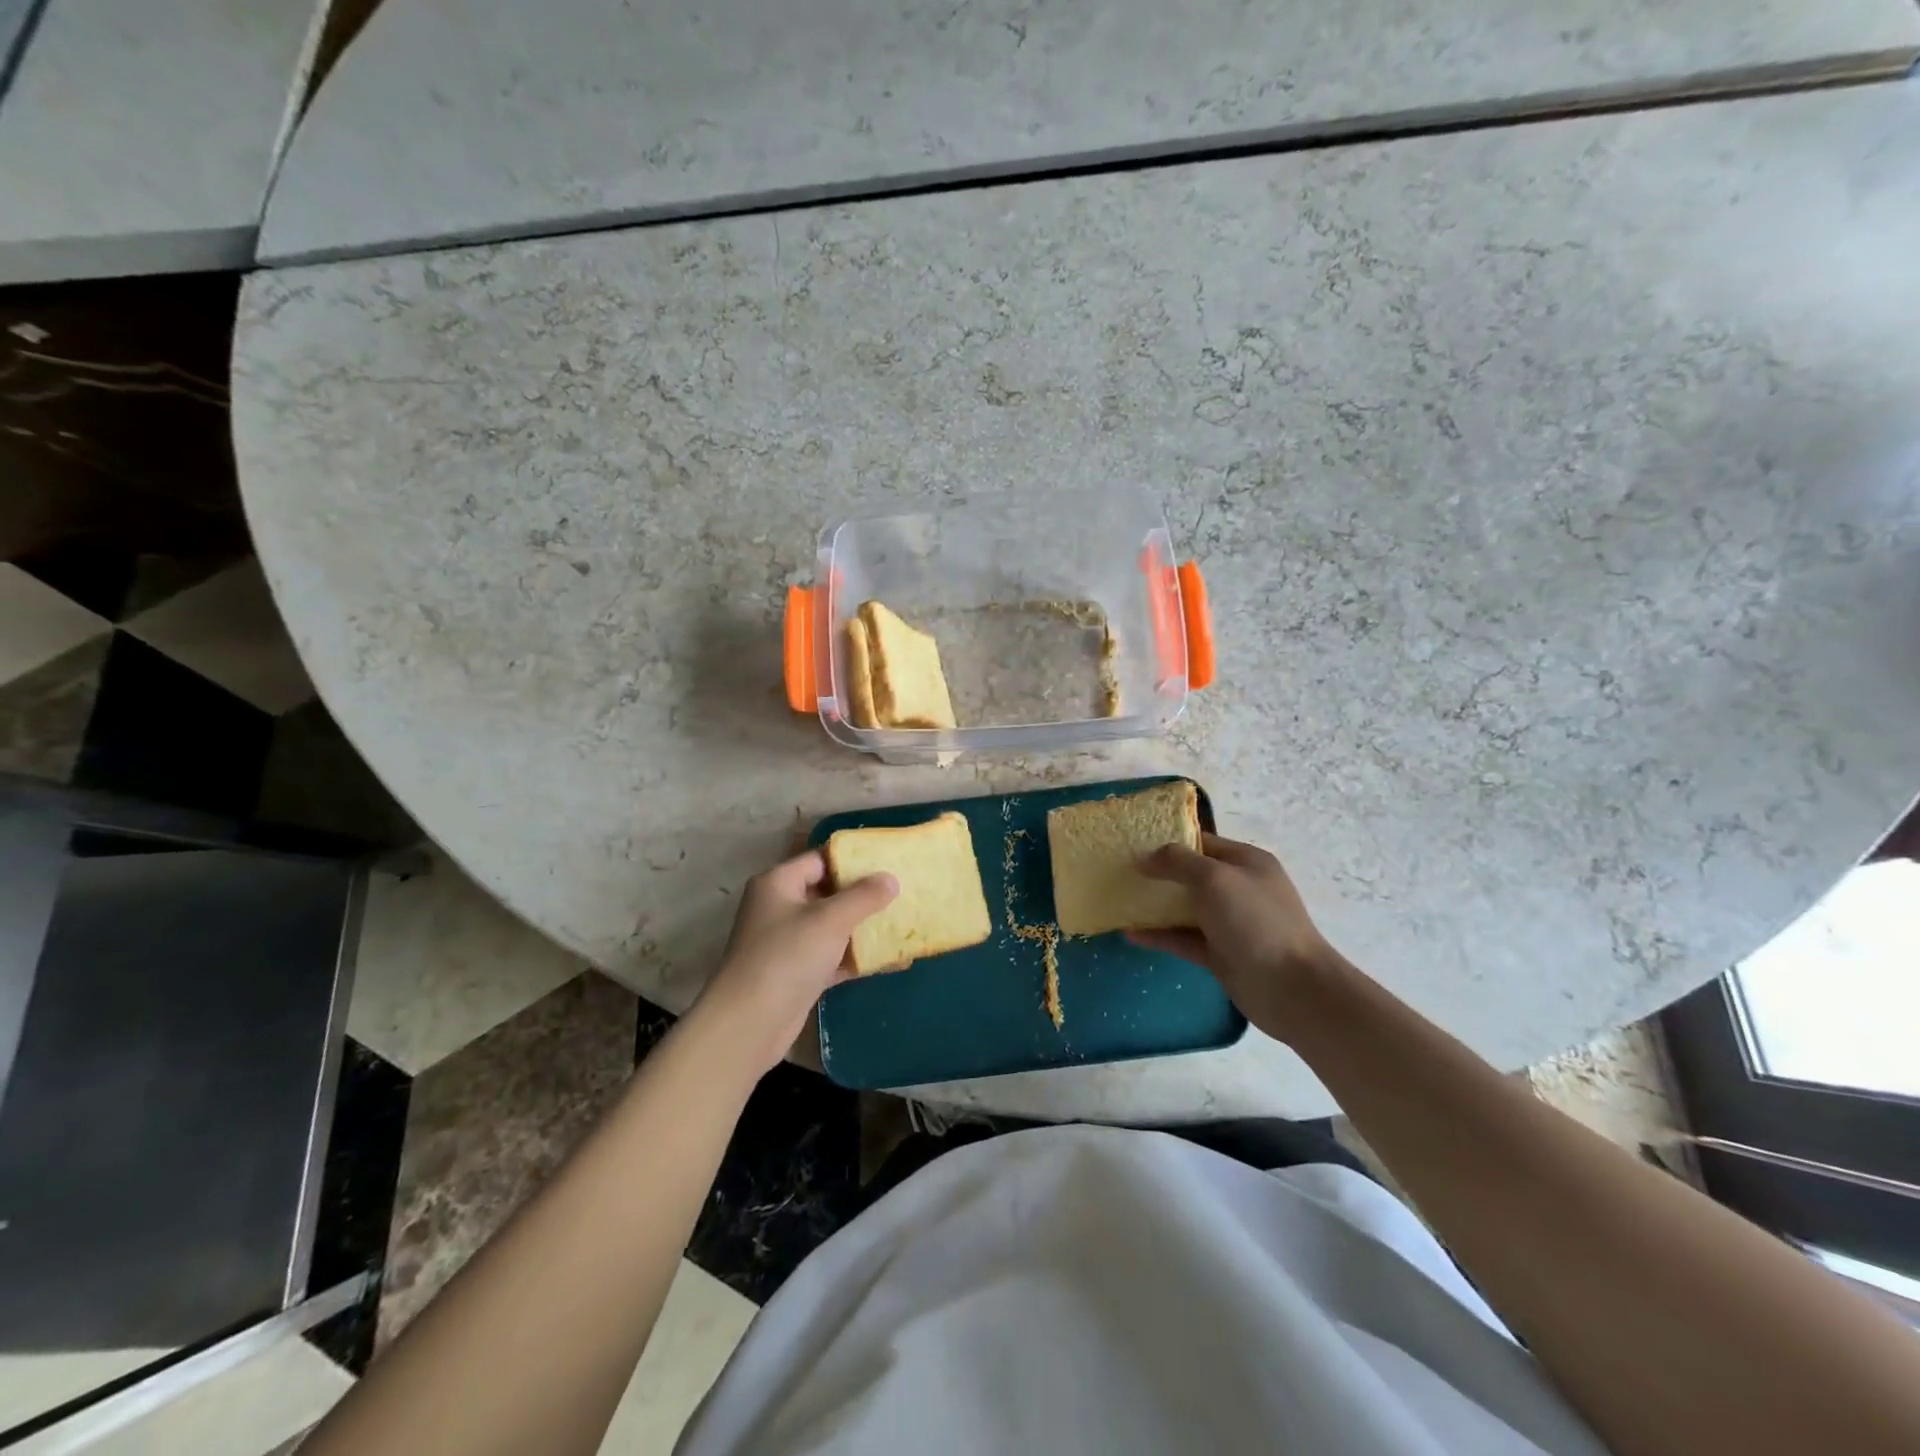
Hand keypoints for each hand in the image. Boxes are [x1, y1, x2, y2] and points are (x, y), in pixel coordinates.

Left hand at [690, 850, 897, 1077]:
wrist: (749, 1024)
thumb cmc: (787, 957)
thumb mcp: (830, 919)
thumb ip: (863, 896)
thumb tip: (891, 878)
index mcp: (778, 883)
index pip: (820, 859)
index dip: (853, 858)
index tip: (888, 860)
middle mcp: (780, 907)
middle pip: (828, 892)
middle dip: (864, 893)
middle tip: (901, 890)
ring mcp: (789, 943)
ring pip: (833, 926)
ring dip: (864, 926)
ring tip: (903, 921)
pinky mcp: (798, 974)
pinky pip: (834, 957)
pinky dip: (858, 957)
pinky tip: (893, 960)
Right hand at [1129, 834, 1344, 1040]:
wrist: (1291, 988)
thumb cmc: (1255, 921)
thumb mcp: (1214, 878)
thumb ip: (1177, 862)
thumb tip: (1144, 856)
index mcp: (1245, 862)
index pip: (1201, 842)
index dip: (1168, 842)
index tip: (1132, 845)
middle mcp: (1238, 889)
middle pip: (1191, 875)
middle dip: (1158, 873)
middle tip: (1120, 872)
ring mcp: (1230, 923)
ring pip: (1185, 908)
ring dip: (1154, 906)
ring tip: (1119, 901)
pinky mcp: (1220, 954)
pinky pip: (1183, 939)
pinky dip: (1159, 936)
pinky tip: (1130, 934)